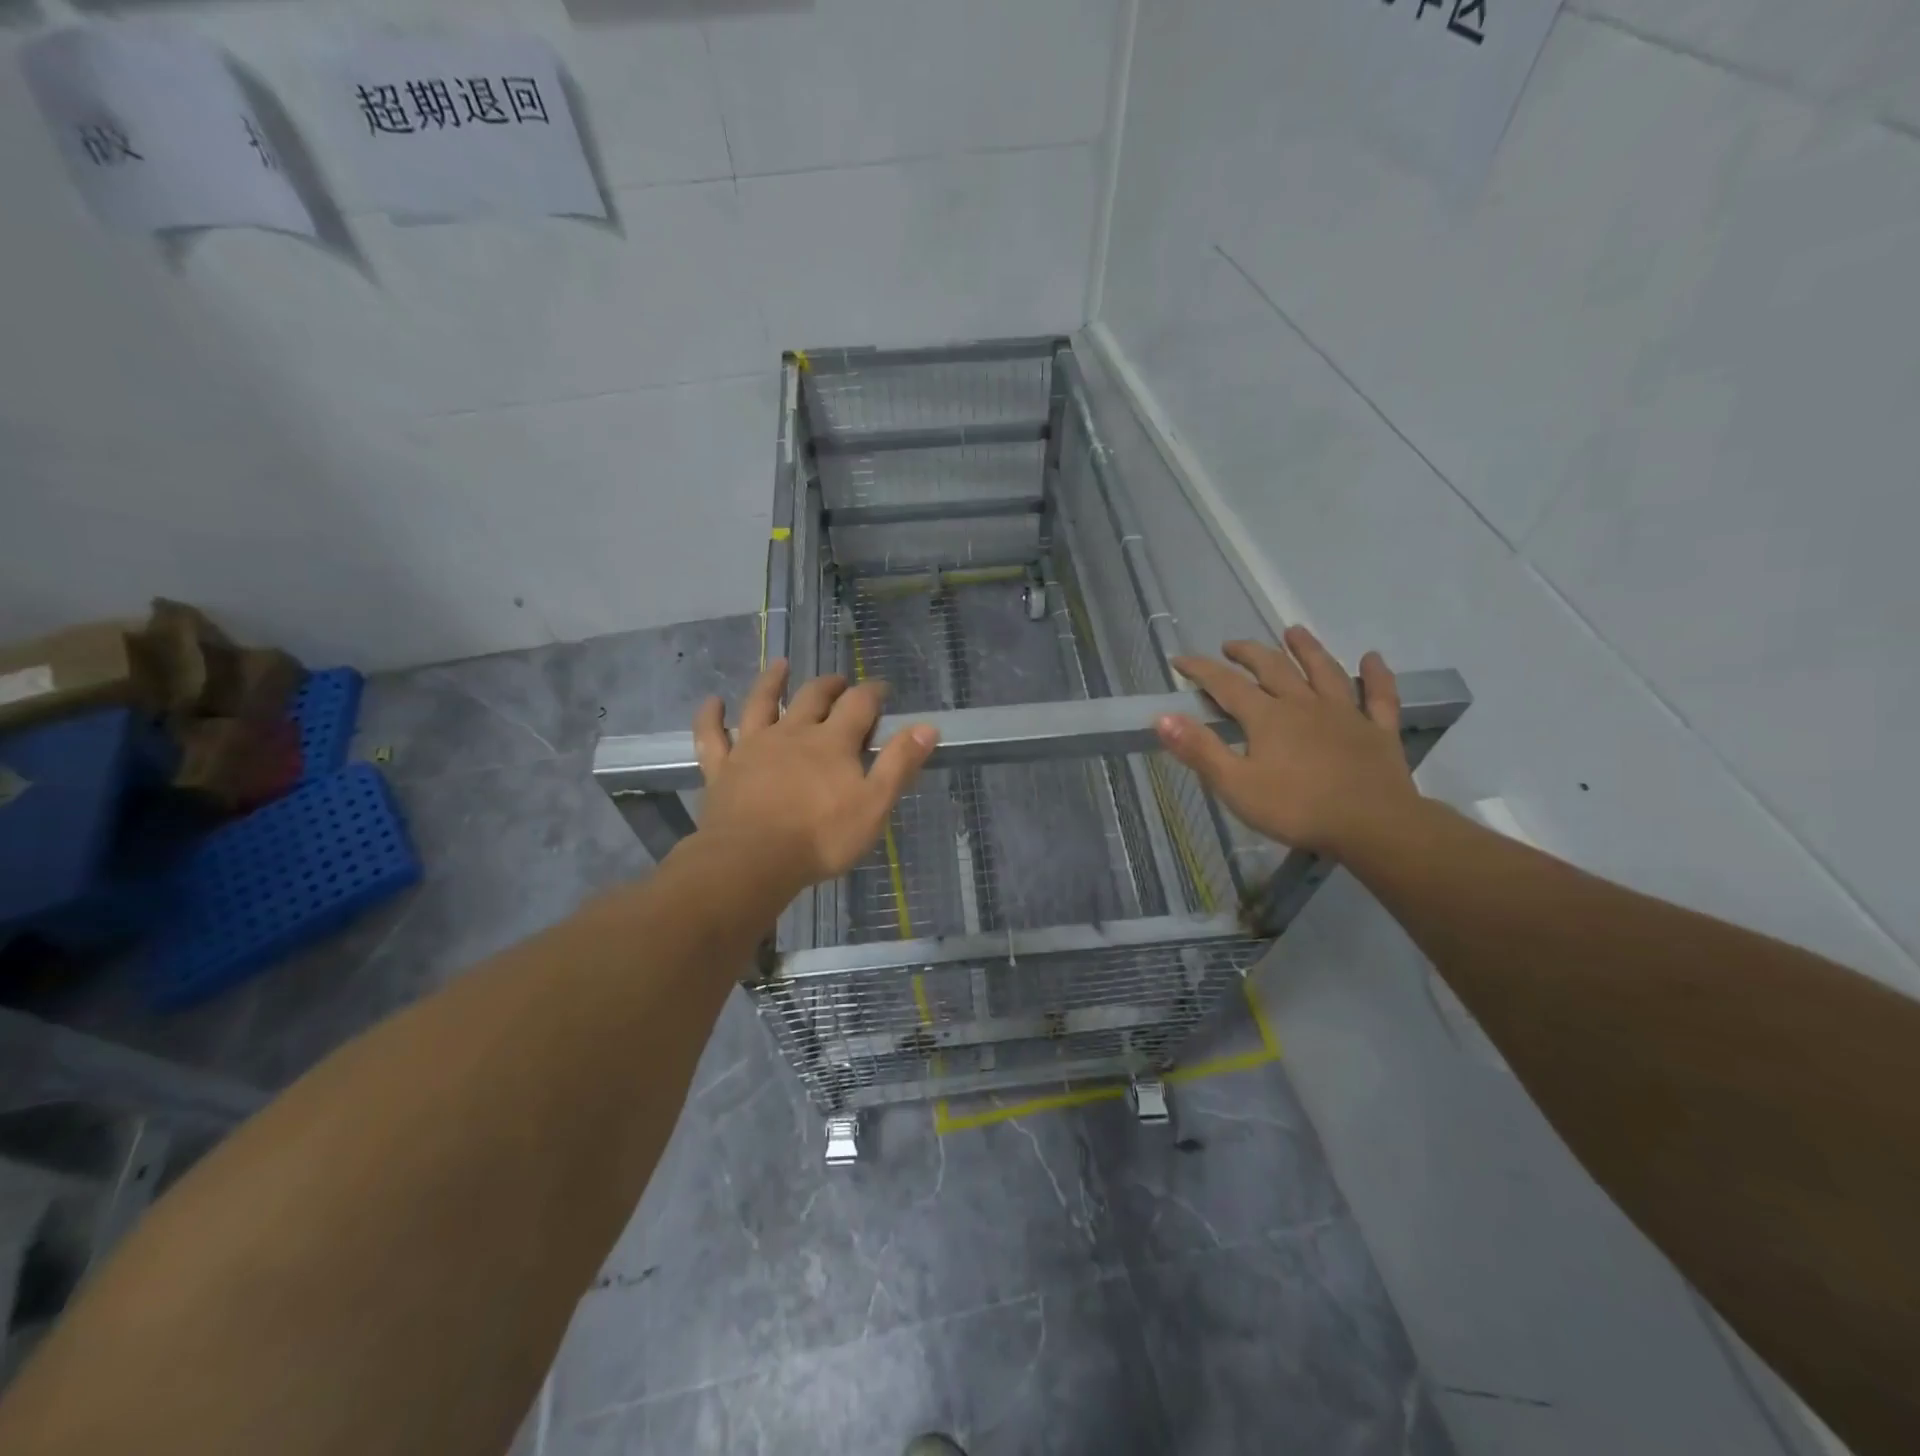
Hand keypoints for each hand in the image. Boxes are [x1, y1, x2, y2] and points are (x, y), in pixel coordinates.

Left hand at [691, 660, 937, 898]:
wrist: (753, 859)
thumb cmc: (821, 837)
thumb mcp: (874, 804)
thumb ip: (899, 764)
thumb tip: (927, 727)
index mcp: (832, 742)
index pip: (859, 704)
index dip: (873, 692)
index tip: (883, 689)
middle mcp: (793, 733)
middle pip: (813, 698)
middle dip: (830, 686)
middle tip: (839, 682)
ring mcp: (753, 748)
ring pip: (761, 704)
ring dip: (772, 683)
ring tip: (780, 666)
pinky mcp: (723, 769)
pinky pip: (713, 736)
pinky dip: (711, 717)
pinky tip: (712, 702)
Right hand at [1156, 626, 1419, 858]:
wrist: (1373, 826)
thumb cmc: (1297, 809)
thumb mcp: (1235, 785)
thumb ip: (1199, 750)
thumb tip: (1162, 717)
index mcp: (1268, 717)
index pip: (1226, 685)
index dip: (1200, 670)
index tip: (1179, 660)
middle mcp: (1304, 704)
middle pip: (1273, 668)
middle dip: (1248, 653)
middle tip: (1231, 646)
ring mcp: (1346, 714)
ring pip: (1324, 671)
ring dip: (1307, 649)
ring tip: (1293, 631)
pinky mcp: (1378, 731)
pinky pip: (1379, 697)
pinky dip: (1377, 676)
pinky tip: (1373, 658)